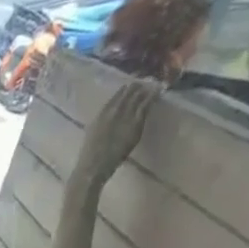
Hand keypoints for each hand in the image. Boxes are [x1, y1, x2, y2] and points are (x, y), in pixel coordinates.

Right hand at [72, 77, 159, 191]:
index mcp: (100, 115)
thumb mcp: (92, 137)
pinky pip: (146, 104)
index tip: (129, 85)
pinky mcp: (135, 122)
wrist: (92, 167)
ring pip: (138, 96)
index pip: (114, 98)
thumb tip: (108, 122)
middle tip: (145, 80)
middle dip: (136, 86)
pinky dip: (153, 96)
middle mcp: (112, 111)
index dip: (123, 91)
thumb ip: (101, 126)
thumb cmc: (89, 157)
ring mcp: (124, 115)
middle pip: (127, 94)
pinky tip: (158, 90)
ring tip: (154, 82)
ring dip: (146, 88)